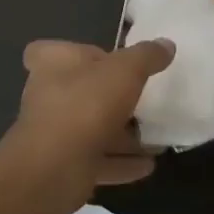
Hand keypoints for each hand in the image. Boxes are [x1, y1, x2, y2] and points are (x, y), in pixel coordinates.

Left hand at [0, 38, 175, 196]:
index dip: (73, 53)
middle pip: (78, 90)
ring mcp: (54, 133)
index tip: (101, 59)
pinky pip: (97, 160)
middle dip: (109, 97)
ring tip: (153, 138)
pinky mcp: (63, 166)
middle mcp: (47, 95)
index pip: (49, 50)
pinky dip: (121, 163)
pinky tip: (148, 165)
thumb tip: (166, 44)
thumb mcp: (126, 70)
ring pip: (90, 128)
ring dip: (120, 135)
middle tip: (140, 100)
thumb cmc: (86, 105)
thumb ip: (146, 56)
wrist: (54, 170)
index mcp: (53, 64)